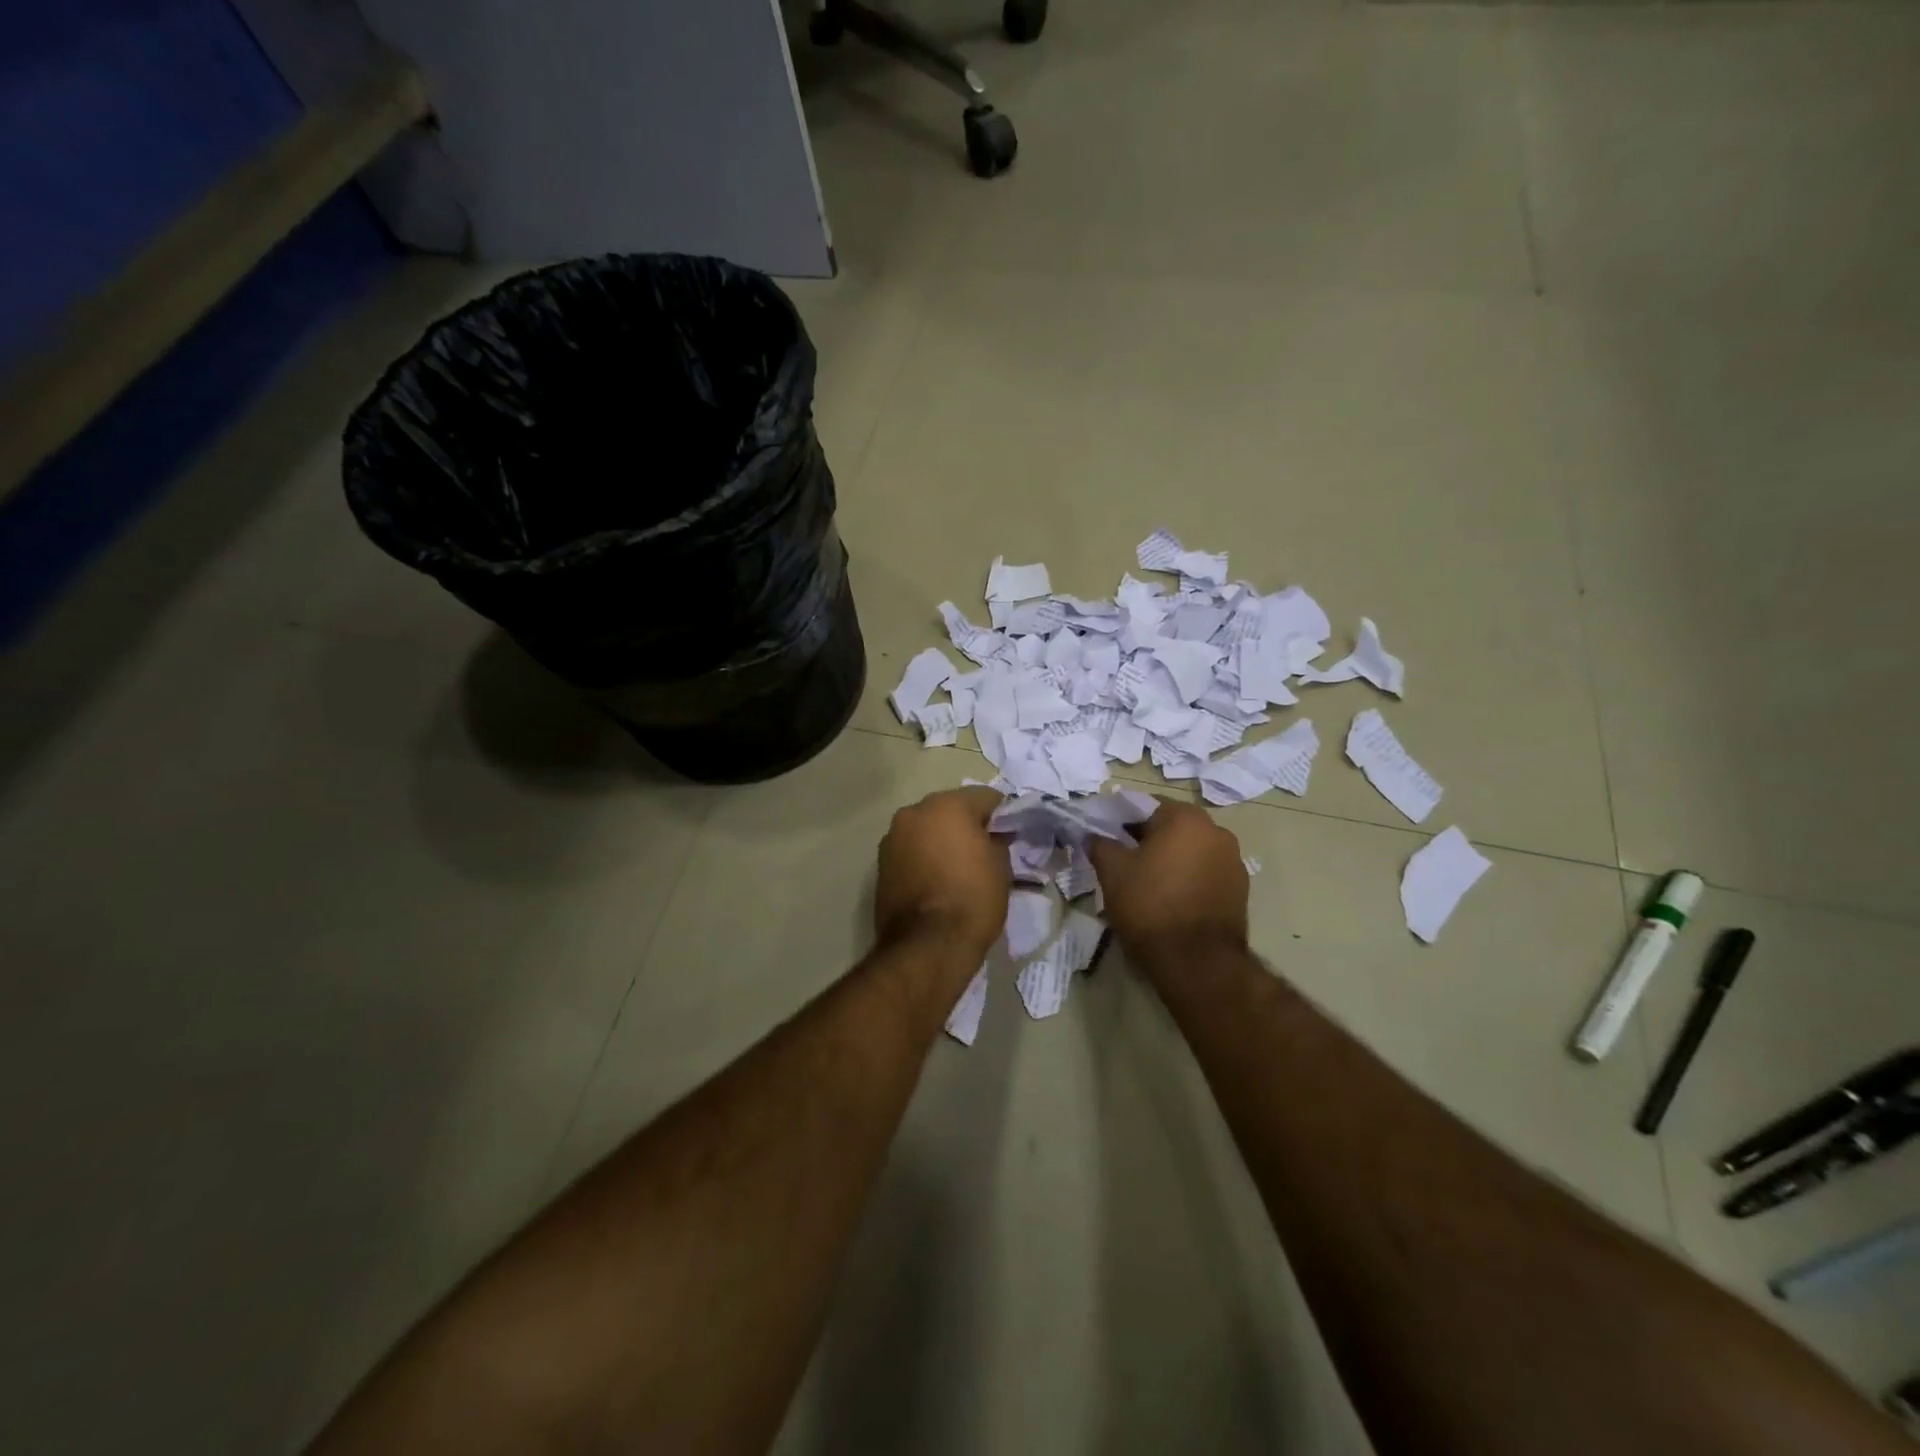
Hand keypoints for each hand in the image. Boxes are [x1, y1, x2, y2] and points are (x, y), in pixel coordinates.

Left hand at [874, 787, 1009, 962]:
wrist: (927, 945)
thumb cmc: (972, 899)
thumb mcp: (1001, 867)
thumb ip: (997, 841)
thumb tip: (992, 837)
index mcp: (947, 805)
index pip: (984, 797)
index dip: (1001, 814)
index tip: (1009, 833)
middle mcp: (915, 812)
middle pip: (949, 809)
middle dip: (966, 824)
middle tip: (984, 849)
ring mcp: (893, 837)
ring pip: (926, 828)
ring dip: (941, 839)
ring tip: (957, 867)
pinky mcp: (881, 863)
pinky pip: (910, 850)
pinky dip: (923, 857)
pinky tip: (936, 880)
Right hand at [1085, 800, 1248, 976]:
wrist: (1197, 963)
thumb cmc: (1150, 906)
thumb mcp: (1112, 872)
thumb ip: (1101, 844)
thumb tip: (1095, 836)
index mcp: (1186, 818)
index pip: (1145, 806)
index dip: (1121, 821)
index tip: (1106, 839)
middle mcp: (1217, 831)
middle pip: (1171, 826)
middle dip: (1147, 839)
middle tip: (1122, 861)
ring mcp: (1234, 861)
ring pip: (1190, 850)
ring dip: (1170, 859)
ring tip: (1147, 883)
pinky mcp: (1240, 890)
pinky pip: (1206, 872)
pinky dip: (1188, 878)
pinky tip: (1171, 899)